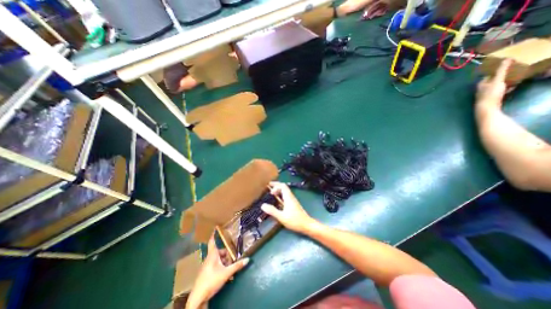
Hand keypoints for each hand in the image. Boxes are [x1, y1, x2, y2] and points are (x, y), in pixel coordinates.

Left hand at [189, 235, 250, 306]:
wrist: (197, 298)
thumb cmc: (211, 281)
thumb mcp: (226, 273)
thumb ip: (237, 266)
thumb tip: (247, 259)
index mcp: (212, 255)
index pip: (212, 242)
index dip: (213, 235)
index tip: (215, 228)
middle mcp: (209, 259)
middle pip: (219, 252)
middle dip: (226, 255)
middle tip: (232, 260)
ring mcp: (206, 266)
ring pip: (218, 260)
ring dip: (224, 262)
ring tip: (230, 269)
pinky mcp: (205, 273)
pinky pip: (215, 266)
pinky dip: (221, 268)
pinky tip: (225, 275)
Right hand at [262, 181, 316, 234]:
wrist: (306, 225)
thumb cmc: (294, 220)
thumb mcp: (282, 217)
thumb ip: (272, 211)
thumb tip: (263, 205)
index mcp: (288, 197)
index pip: (282, 186)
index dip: (275, 186)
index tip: (270, 192)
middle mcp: (290, 196)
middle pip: (284, 186)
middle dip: (276, 185)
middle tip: (268, 185)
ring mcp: (292, 200)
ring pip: (285, 191)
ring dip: (278, 189)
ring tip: (271, 192)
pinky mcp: (293, 203)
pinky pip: (286, 195)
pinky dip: (280, 194)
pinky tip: (277, 200)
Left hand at [476, 58, 514, 111]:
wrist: (487, 108)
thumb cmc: (491, 94)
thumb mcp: (497, 80)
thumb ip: (501, 70)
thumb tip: (506, 59)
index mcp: (480, 84)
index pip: (488, 75)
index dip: (496, 71)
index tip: (505, 67)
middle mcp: (481, 89)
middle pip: (492, 81)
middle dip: (501, 77)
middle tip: (512, 72)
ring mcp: (485, 95)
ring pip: (495, 86)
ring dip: (504, 82)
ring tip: (514, 78)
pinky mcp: (490, 99)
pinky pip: (499, 92)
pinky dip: (505, 89)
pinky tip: (512, 88)